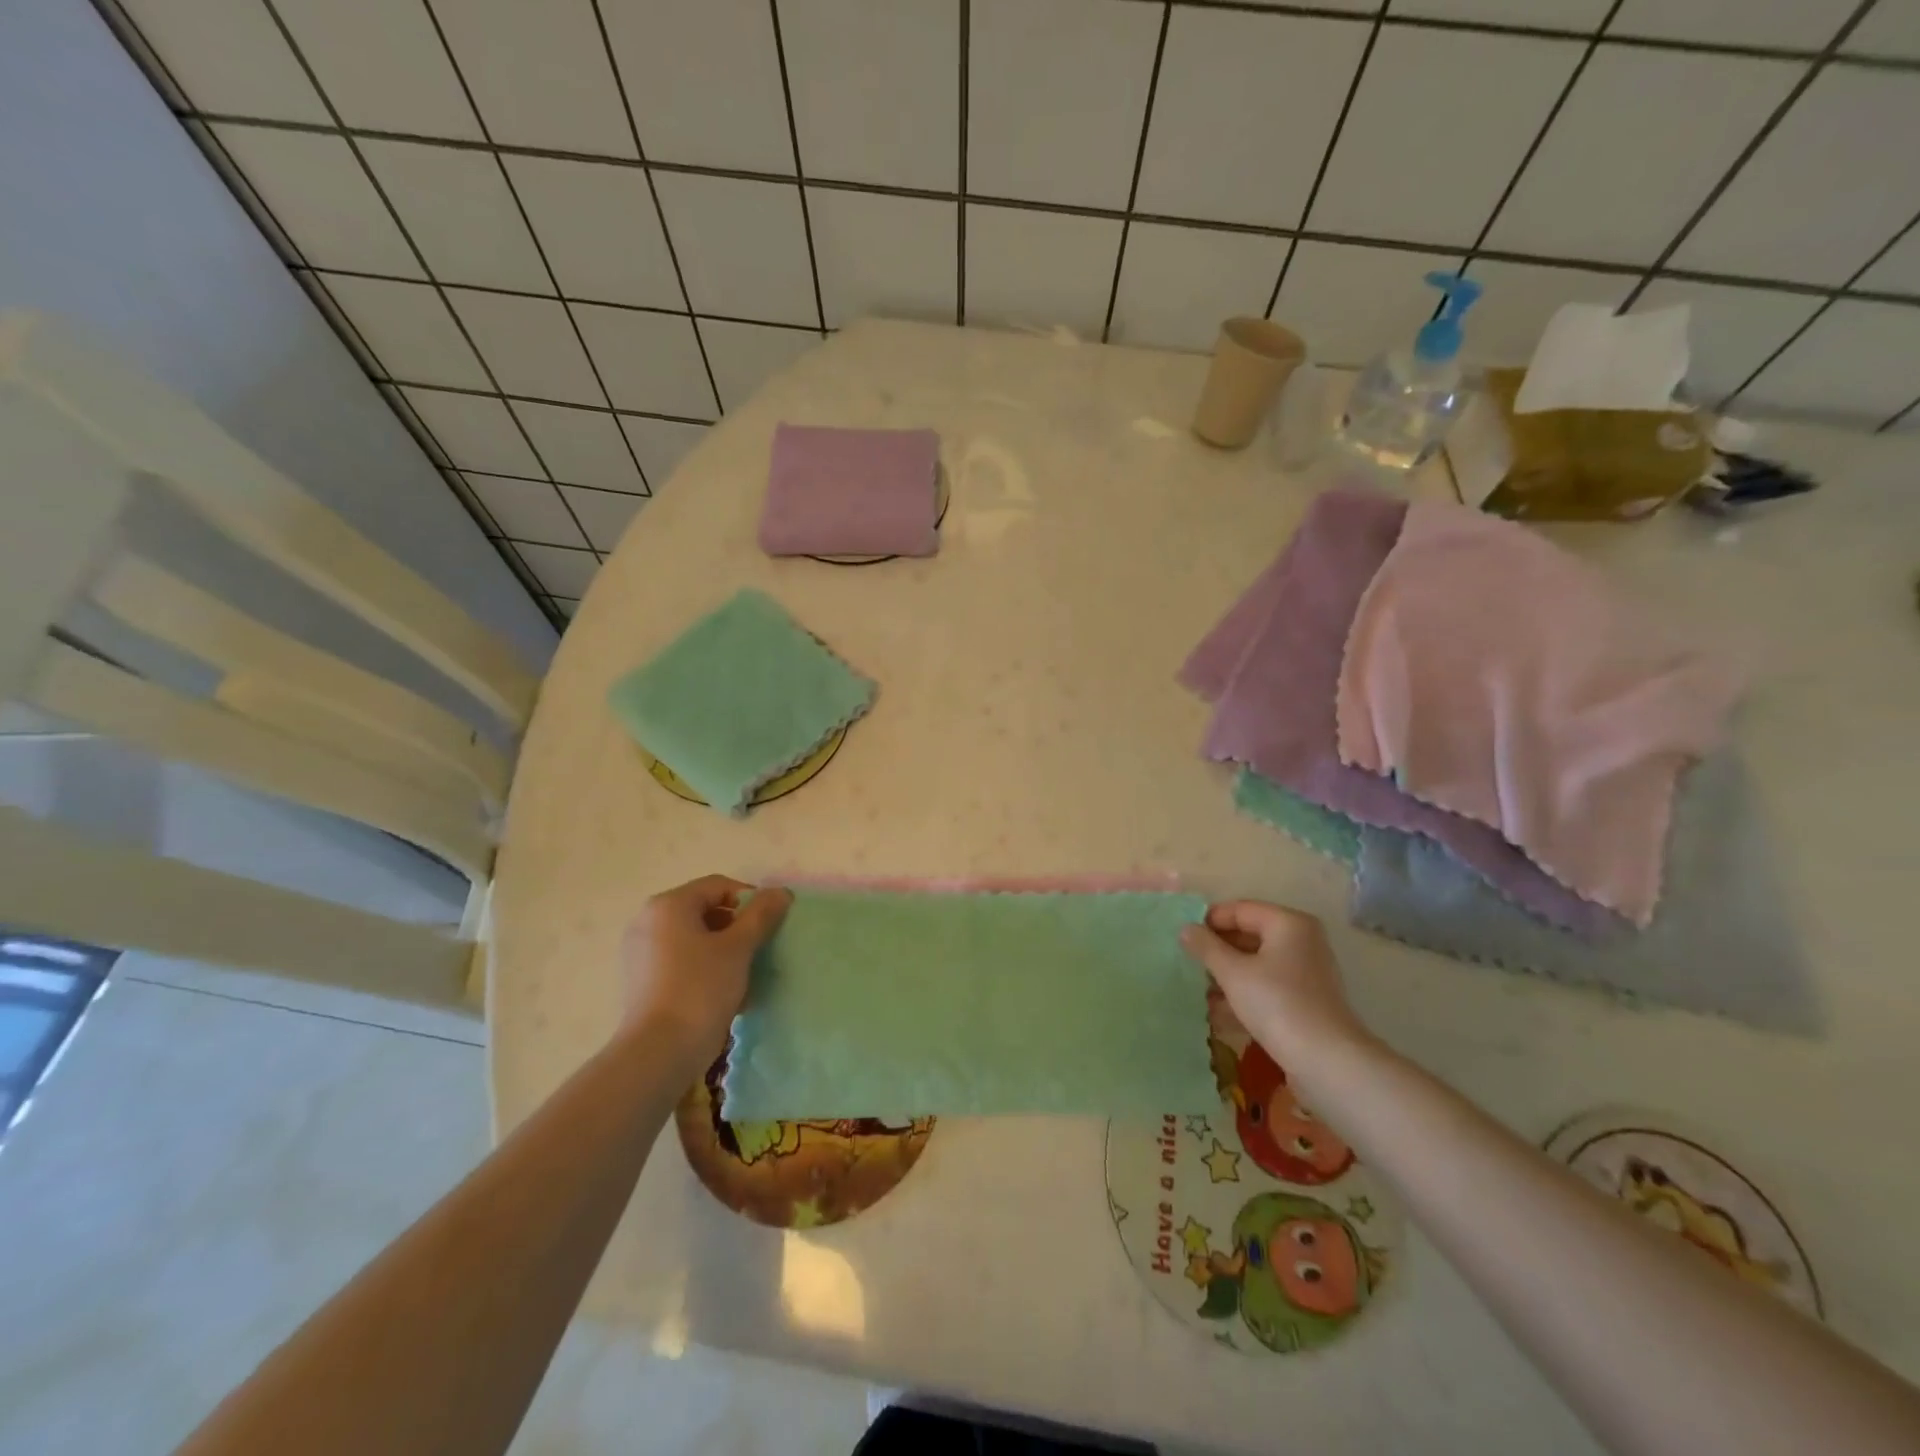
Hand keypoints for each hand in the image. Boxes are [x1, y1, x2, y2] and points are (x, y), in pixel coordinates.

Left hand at [618, 875, 791, 1077]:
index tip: (770, 925)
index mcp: (669, 905)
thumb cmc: (700, 989)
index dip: (750, 900)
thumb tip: (781, 892)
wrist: (658, 1053)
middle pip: (705, 910)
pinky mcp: (641, 980)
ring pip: (694, 937)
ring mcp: (640, 952)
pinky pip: (680, 960)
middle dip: (737, 926)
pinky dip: (704, 966)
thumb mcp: (738, 948)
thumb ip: (761, 915)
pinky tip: (723, 991)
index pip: (719, 886)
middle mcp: (648, 921)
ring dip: (723, 948)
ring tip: (744, 973)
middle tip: (759, 948)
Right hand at [1182, 900, 1372, 1075]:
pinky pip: (1268, 985)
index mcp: (1288, 924)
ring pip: (1257, 962)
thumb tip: (1185, 929)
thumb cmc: (1277, 1004)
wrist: (1327, 1062)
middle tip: (1187, 962)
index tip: (1183, 937)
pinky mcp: (1306, 1000)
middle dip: (1218, 949)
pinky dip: (1245, 992)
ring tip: (1198, 988)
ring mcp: (1306, 972)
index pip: (1240, 909)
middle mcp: (1302, 941)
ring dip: (1228, 973)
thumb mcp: (1233, 972)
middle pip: (1250, 934)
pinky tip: (1219, 1010)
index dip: (1209, 921)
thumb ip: (1206, 947)